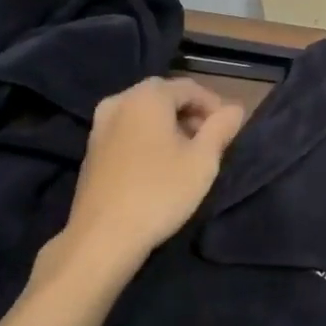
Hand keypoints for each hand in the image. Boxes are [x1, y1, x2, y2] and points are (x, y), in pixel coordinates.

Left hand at [33, 77, 244, 296]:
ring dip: (169, 125)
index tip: (228, 129)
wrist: (102, 237)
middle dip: (190, 113)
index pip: (189, 87)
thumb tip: (234, 109)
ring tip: (187, 153)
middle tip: (210, 140)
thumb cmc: (160, 192)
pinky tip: (159, 164)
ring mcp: (100, 126)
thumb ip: (221, 128)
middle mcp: (119, 101)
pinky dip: (147, 137)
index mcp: (147, 97)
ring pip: (143, 113)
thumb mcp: (203, 160)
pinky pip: (127, 130)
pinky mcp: (91, 150)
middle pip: (164, 96)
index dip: (214, 105)